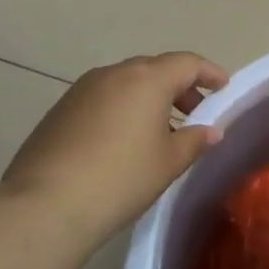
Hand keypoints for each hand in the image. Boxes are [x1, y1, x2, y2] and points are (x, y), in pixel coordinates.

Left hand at [0, 52, 227, 246]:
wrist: (45, 205)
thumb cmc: (121, 178)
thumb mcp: (168, 162)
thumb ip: (195, 140)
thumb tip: (210, 130)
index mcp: (147, 78)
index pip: (187, 63)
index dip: (209, 73)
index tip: (224, 87)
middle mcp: (114, 73)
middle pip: (156, 69)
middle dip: (179, 87)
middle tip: (195, 113)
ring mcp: (82, 89)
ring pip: (126, 83)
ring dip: (149, 98)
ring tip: (160, 130)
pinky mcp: (60, 110)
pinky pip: (103, 98)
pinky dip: (122, 109)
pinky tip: (123, 141)